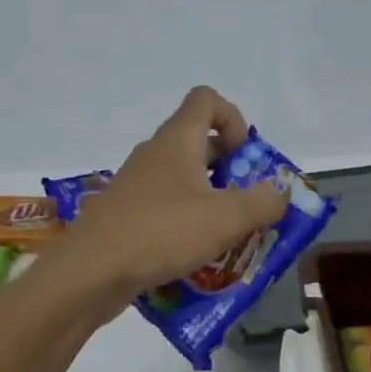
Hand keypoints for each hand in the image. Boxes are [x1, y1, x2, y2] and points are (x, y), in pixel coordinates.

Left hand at [60, 86, 289, 307]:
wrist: (90, 272)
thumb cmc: (161, 233)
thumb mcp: (225, 219)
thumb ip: (263, 202)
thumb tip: (281, 193)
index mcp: (178, 140)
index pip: (206, 99)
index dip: (233, 118)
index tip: (245, 157)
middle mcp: (155, 154)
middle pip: (199, 141)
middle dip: (230, 168)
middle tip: (247, 202)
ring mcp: (137, 184)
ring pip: (184, 178)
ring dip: (211, 198)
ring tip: (228, 234)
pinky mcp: (127, 214)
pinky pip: (166, 206)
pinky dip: (187, 221)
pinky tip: (197, 254)